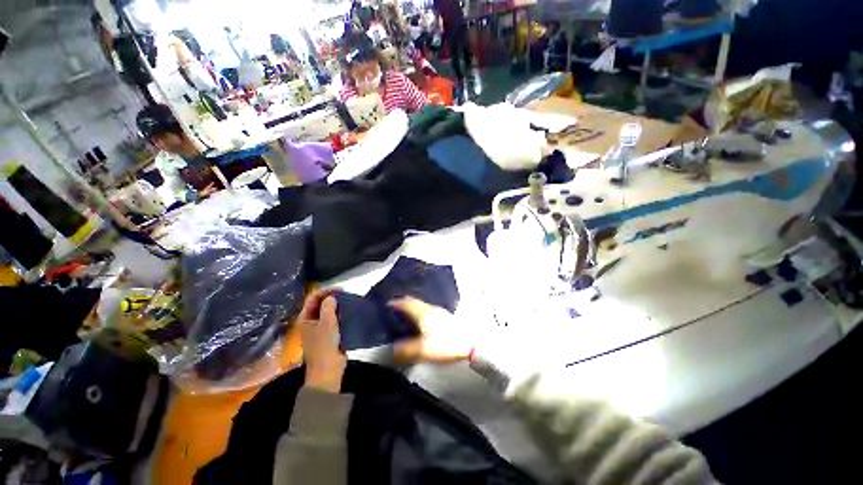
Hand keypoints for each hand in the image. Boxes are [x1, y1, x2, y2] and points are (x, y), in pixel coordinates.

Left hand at [297, 290, 345, 392]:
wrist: (328, 369)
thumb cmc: (324, 346)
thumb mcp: (327, 324)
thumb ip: (328, 308)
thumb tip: (331, 297)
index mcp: (305, 318)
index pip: (313, 298)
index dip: (326, 291)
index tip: (340, 289)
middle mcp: (311, 321)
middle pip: (320, 303)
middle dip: (332, 296)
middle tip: (346, 293)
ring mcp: (320, 327)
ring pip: (328, 310)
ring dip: (337, 304)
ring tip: (348, 300)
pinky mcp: (329, 333)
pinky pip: (334, 318)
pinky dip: (341, 313)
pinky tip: (349, 311)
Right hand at [389, 297, 472, 364]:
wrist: (470, 344)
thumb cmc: (444, 344)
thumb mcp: (422, 350)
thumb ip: (405, 350)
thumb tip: (393, 350)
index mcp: (423, 313)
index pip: (406, 303)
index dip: (396, 303)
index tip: (388, 304)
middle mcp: (430, 309)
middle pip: (414, 302)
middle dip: (404, 303)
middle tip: (395, 309)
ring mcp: (439, 312)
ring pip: (421, 306)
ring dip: (412, 308)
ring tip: (406, 315)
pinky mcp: (445, 317)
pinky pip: (427, 310)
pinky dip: (420, 313)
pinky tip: (421, 322)